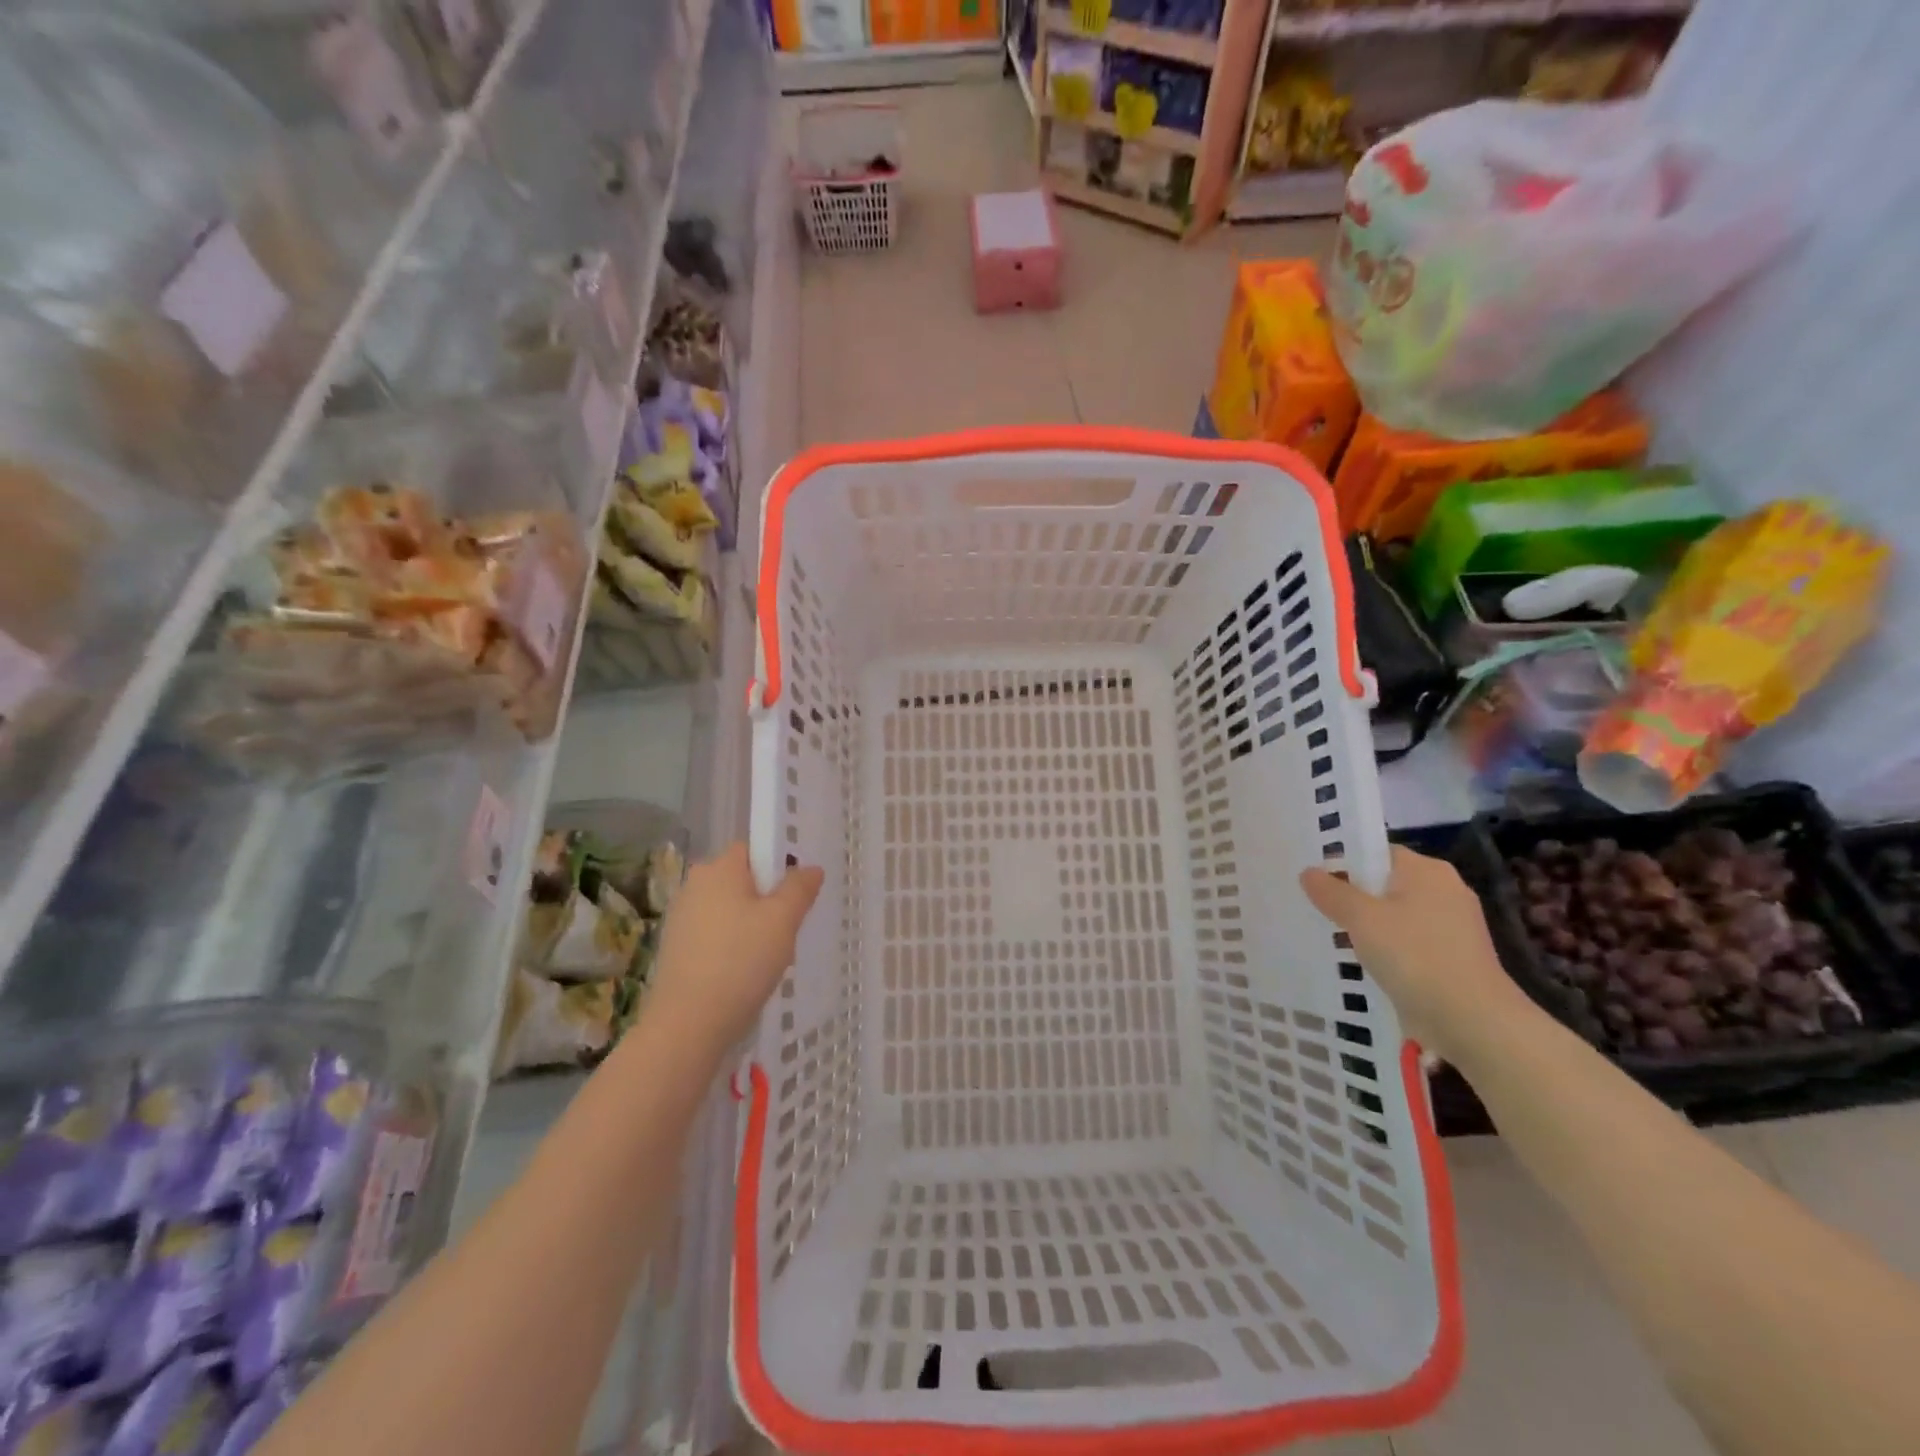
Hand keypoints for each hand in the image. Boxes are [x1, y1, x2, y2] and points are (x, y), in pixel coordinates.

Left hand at [647, 844, 823, 1059]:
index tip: (793, 897)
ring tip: (765, 959)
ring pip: (729, 910)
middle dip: (766, 901)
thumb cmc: (741, 962)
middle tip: (785, 931)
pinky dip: (731, 947)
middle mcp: (694, 884)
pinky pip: (714, 935)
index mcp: (719, 868)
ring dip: (750, 926)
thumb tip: (810, 868)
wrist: (688, 1024)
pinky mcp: (675, 948)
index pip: (753, 849)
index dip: (777, 867)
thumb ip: (800, 888)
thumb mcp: (783, 920)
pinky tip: (742, 974)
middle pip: (741, 880)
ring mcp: (680, 917)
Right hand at [1300, 846, 1537, 1060]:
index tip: (1315, 880)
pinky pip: (1408, 943)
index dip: (1344, 863)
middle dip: (1353, 897)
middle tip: (1315, 907)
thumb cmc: (1414, 956)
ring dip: (1368, 927)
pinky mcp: (1452, 959)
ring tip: (1332, 936)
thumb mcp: (1361, 919)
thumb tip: (1308, 872)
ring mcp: (1453, 927)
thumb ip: (1332, 892)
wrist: (1472, 1020)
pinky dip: (1387, 950)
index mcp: (1427, 871)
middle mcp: (1445, 891)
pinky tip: (1362, 963)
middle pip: (1386, 885)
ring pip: (1396, 916)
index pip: (1378, 853)